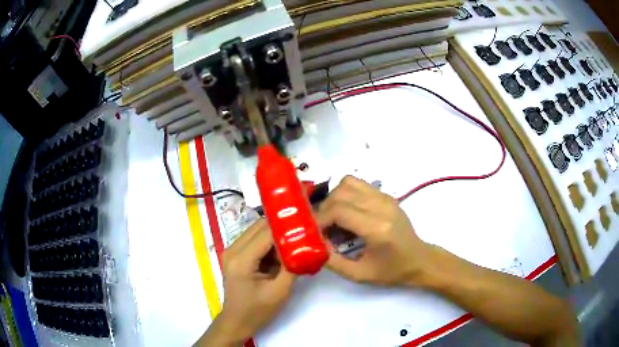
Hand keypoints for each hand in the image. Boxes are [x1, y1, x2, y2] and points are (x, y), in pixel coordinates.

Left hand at [197, 219, 295, 345]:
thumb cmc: (258, 311)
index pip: (266, 233)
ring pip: (256, 232)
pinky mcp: (235, 256)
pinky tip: (283, 252)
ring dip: (275, 235)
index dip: (287, 227)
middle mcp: (232, 249)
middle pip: (259, 227)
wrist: (237, 322)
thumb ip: (292, 266)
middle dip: (282, 228)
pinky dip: (269, 244)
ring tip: (296, 240)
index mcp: (241, 259)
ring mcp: (231, 251)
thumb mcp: (280, 291)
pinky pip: (254, 241)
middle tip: (303, 230)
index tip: (307, 226)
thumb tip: (306, 247)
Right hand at [318, 176, 432, 287]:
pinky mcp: (386, 195)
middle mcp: (381, 206)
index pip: (339, 210)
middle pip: (340, 193)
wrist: (420, 260)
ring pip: (348, 183)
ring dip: (334, 198)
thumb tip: (312, 245)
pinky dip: (345, 194)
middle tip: (322, 227)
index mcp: (377, 228)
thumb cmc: (392, 271)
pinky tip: (347, 212)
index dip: (319, 219)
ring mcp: (385, 197)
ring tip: (333, 218)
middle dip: (324, 209)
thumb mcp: (360, 274)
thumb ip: (333, 261)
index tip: (313, 232)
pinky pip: (358, 184)